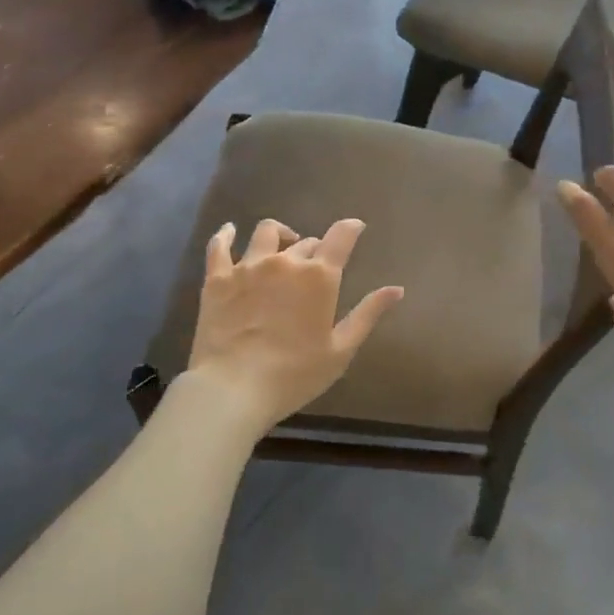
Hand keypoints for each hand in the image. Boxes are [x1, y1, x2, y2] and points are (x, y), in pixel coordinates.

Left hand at [185, 218, 402, 433]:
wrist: (233, 387)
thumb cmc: (294, 374)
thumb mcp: (340, 350)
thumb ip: (367, 314)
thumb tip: (396, 289)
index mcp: (318, 277)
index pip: (340, 237)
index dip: (350, 228)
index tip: (355, 227)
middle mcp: (284, 261)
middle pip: (305, 241)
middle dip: (314, 249)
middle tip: (314, 268)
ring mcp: (248, 266)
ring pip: (266, 233)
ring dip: (279, 235)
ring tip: (280, 246)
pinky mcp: (217, 277)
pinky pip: (220, 244)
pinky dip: (226, 234)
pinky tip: (229, 231)